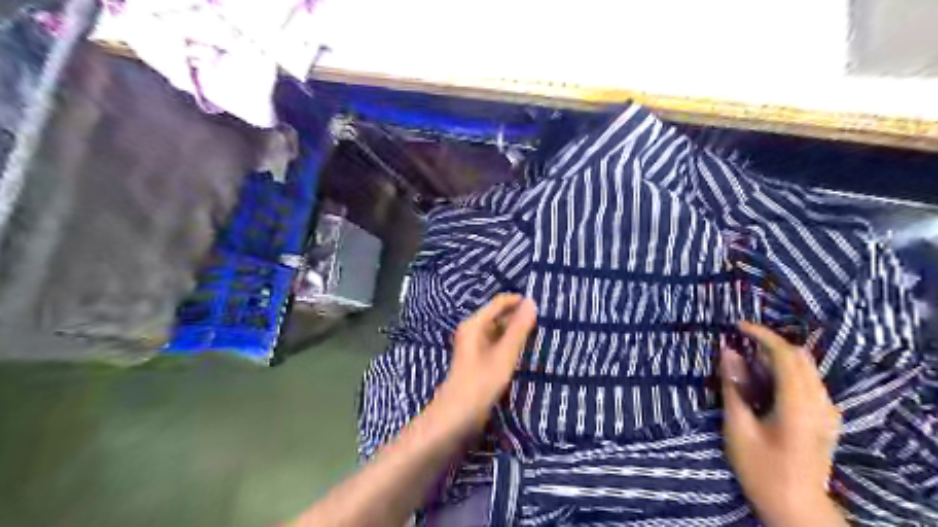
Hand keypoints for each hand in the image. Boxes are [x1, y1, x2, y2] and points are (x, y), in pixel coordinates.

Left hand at [432, 294, 535, 432]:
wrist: (457, 417)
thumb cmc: (480, 382)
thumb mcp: (504, 354)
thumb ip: (518, 328)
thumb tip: (531, 302)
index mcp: (474, 324)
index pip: (499, 303)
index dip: (518, 301)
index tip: (542, 304)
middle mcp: (473, 331)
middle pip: (498, 316)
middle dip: (519, 317)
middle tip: (545, 321)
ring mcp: (475, 347)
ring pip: (499, 332)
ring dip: (516, 332)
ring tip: (540, 334)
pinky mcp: (479, 362)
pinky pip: (498, 346)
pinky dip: (511, 346)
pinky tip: (526, 351)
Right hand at [720, 322, 846, 526]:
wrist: (795, 506)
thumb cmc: (760, 469)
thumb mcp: (738, 427)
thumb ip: (734, 386)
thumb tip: (727, 352)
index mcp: (799, 406)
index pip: (786, 355)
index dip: (761, 335)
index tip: (737, 326)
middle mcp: (820, 404)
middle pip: (800, 357)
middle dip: (769, 342)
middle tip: (739, 342)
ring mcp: (827, 412)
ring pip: (806, 367)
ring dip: (777, 355)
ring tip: (747, 359)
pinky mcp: (826, 419)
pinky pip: (808, 381)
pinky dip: (786, 370)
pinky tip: (765, 379)